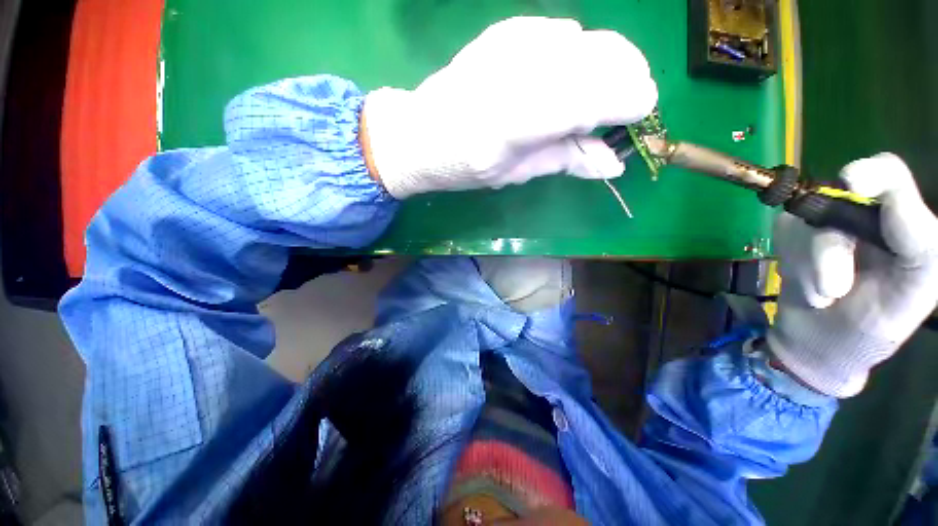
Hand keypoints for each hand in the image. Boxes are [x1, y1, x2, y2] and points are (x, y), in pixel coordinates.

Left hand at [361, 17, 657, 197]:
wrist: (423, 133)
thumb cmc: (467, 165)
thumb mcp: (517, 173)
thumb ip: (567, 161)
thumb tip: (614, 164)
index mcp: (519, 120)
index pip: (598, 96)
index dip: (631, 102)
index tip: (639, 118)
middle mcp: (521, 71)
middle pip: (606, 56)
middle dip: (629, 81)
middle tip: (623, 109)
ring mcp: (515, 41)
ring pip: (591, 41)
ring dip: (609, 67)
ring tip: (598, 97)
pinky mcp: (510, 29)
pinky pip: (566, 34)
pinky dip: (580, 57)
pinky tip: (566, 79)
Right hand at [768, 153, 937, 397]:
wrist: (819, 346)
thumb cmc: (874, 328)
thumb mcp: (914, 293)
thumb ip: (920, 245)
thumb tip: (891, 200)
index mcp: (902, 224)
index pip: (888, 174)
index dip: (871, 173)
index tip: (853, 185)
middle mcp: (863, 216)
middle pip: (835, 202)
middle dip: (829, 249)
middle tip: (833, 289)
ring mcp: (822, 224)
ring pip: (804, 224)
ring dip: (809, 267)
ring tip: (822, 297)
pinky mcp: (791, 236)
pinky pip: (783, 235)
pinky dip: (792, 266)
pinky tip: (805, 285)